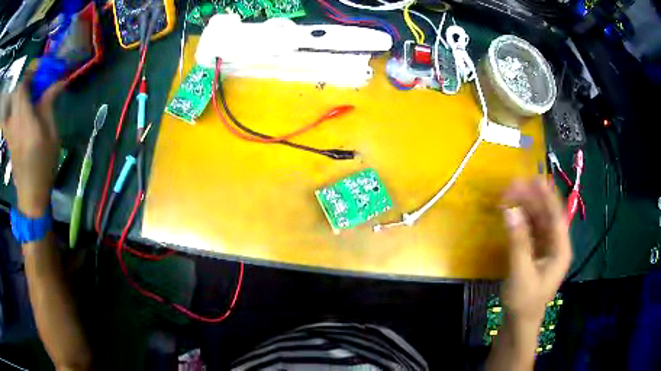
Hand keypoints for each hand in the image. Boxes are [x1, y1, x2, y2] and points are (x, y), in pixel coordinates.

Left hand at [1, 78, 64, 216]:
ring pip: (10, 103)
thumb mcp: (52, 136)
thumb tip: (58, 82)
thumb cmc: (44, 166)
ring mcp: (10, 131)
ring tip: (24, 93)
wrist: (31, 195)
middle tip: (33, 80)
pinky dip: (6, 112)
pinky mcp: (8, 138)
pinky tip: (9, 107)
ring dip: (16, 92)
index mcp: (26, 121)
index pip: (23, 88)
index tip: (38, 68)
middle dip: (25, 80)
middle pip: (17, 91)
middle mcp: (15, 123)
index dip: (30, 72)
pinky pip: (5, 120)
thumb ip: (49, 106)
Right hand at [501, 178, 571, 323]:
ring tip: (510, 194)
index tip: (534, 178)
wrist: (519, 322)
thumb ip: (518, 241)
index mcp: (561, 250)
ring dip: (525, 207)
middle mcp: (556, 246)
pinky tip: (511, 212)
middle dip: (532, 199)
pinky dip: (521, 220)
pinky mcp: (535, 253)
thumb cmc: (525, 301)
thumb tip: (509, 211)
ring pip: (538, 221)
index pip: (557, 217)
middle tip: (514, 185)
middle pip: (547, 215)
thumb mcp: (521, 273)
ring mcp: (546, 249)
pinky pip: (530, 230)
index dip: (547, 196)